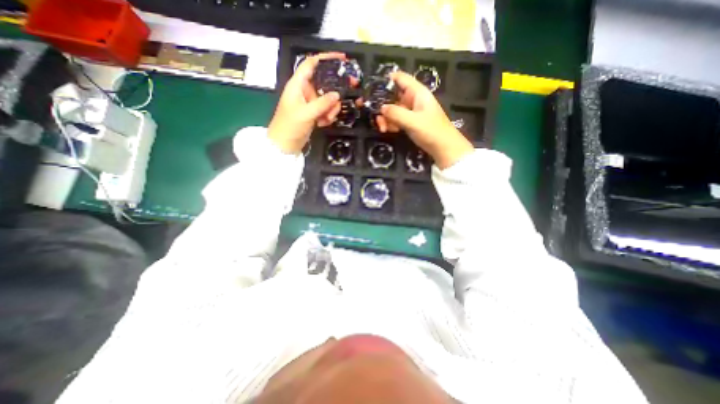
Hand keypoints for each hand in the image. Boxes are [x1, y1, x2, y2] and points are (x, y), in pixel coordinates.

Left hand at [270, 52, 348, 152]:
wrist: (285, 145)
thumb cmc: (290, 126)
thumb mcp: (306, 113)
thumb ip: (322, 103)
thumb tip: (337, 95)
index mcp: (298, 84)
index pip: (311, 64)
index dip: (326, 58)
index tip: (342, 59)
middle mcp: (305, 91)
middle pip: (325, 83)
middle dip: (334, 93)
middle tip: (343, 99)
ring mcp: (310, 103)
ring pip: (328, 99)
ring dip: (331, 109)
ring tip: (326, 119)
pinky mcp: (314, 113)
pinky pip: (326, 110)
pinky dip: (328, 116)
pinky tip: (323, 123)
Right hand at [374, 71, 476, 168]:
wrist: (443, 148)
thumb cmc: (431, 131)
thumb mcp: (413, 121)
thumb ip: (396, 113)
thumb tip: (381, 108)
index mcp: (417, 92)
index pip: (400, 78)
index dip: (386, 80)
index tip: (372, 89)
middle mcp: (413, 99)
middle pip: (393, 96)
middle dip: (383, 106)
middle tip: (376, 118)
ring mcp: (411, 111)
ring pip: (393, 109)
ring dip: (386, 118)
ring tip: (383, 128)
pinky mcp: (409, 122)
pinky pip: (396, 119)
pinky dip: (391, 124)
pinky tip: (388, 130)